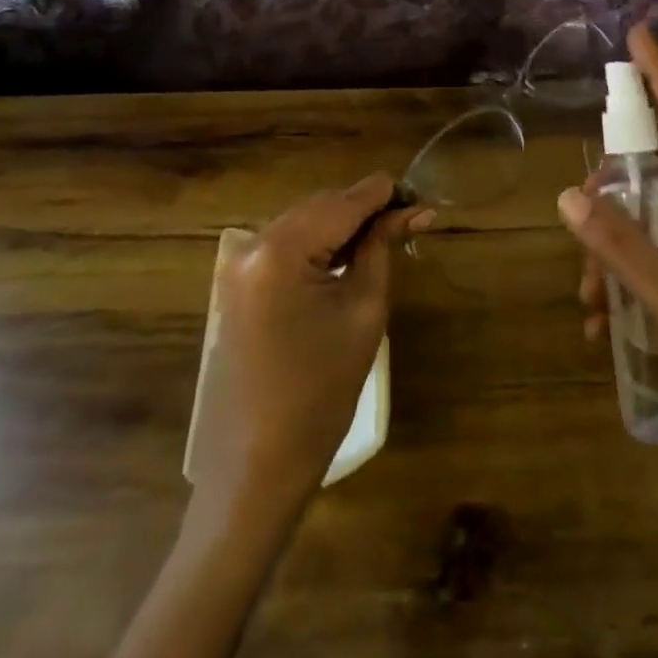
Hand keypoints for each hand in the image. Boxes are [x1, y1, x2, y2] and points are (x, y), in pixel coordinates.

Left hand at [196, 174, 431, 518]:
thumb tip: (414, 210)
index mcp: (281, 250)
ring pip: (304, 222)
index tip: (420, 194)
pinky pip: (286, 245)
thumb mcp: (364, 310)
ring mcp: (239, 264)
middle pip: (321, 206)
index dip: (385, 194)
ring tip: (386, 235)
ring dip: (343, 225)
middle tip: (410, 218)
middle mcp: (252, 244)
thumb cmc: (322, 391)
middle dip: (366, 208)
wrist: (259, 463)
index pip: (344, 202)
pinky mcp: (237, 283)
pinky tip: (348, 255)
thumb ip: (383, 248)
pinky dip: (319, 244)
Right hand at [560, 25, 657, 514]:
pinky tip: (601, 324)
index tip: (638, 35)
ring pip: (640, 217)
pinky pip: (645, 254)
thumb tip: (569, 195)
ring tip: (590, 302)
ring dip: (606, 251)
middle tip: (579, 222)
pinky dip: (619, 279)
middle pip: (650, 168)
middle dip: (608, 192)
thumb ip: (622, 248)